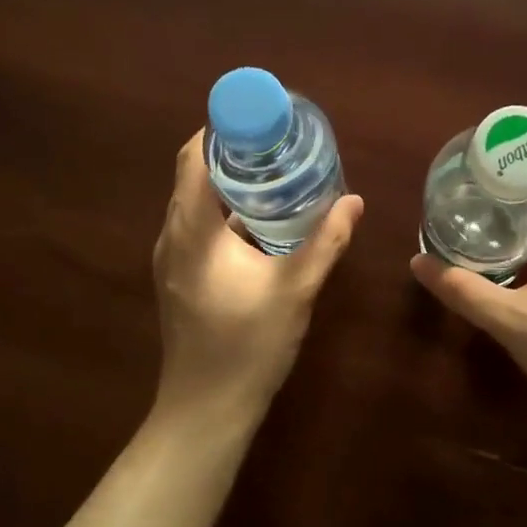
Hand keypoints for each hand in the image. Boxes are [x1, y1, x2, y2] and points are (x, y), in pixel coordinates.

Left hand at [153, 131, 362, 421]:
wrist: (205, 410)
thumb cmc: (247, 346)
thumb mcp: (295, 290)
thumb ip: (325, 241)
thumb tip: (354, 201)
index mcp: (193, 229)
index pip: (194, 157)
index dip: (223, 128)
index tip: (261, 116)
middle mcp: (173, 235)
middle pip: (194, 173)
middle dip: (233, 150)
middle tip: (279, 141)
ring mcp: (171, 257)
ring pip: (196, 200)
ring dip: (230, 181)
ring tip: (276, 170)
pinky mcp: (179, 275)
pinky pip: (199, 224)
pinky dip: (226, 209)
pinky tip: (263, 219)